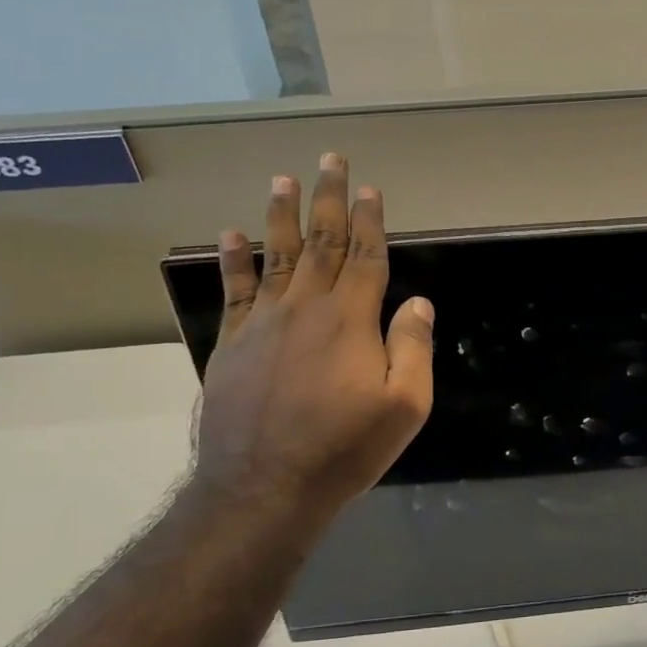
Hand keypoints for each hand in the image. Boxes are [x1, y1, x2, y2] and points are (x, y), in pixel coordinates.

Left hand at [191, 153, 433, 530]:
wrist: (265, 486)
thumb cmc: (345, 449)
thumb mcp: (404, 406)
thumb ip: (412, 348)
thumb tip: (416, 302)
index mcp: (352, 320)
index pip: (366, 257)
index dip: (371, 220)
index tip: (371, 189)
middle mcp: (306, 308)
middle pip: (321, 242)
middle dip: (329, 199)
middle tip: (330, 159)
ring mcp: (264, 323)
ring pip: (275, 255)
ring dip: (281, 214)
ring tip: (283, 178)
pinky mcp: (233, 343)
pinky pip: (234, 290)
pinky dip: (232, 258)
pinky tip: (230, 233)